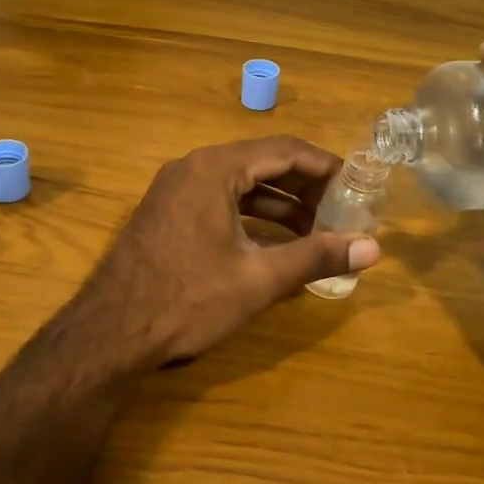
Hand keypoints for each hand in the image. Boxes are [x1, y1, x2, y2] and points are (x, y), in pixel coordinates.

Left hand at [78, 137, 382, 366]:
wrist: (109, 334)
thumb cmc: (188, 299)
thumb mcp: (259, 278)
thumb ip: (316, 256)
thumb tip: (374, 248)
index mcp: (215, 168)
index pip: (285, 150)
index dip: (326, 167)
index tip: (357, 186)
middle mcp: (192, 167)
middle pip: (262, 164)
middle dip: (304, 188)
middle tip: (341, 213)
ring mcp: (174, 190)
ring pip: (240, 185)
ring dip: (279, 205)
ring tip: (316, 232)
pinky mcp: (166, 214)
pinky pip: (219, 201)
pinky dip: (250, 217)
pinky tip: (273, 244)